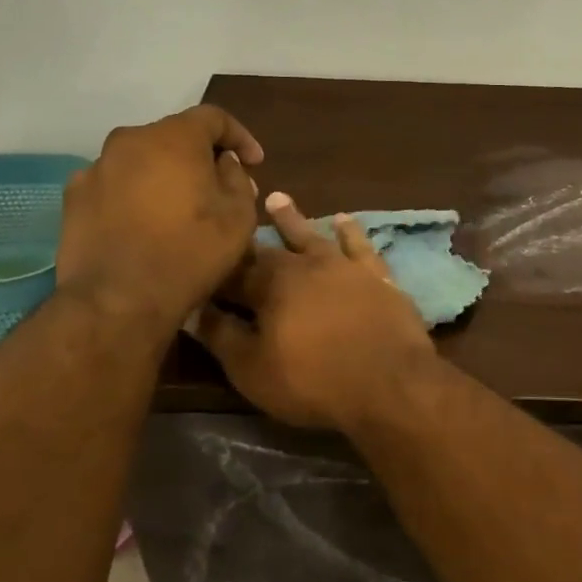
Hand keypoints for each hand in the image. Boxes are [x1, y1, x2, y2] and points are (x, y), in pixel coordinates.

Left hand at [56, 105, 262, 327]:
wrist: (117, 300)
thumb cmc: (190, 253)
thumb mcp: (238, 217)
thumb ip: (237, 179)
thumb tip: (224, 165)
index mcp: (174, 137)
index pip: (214, 118)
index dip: (240, 136)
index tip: (255, 163)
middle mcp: (130, 140)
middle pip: (174, 137)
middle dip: (200, 157)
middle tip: (219, 187)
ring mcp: (96, 167)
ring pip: (142, 160)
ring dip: (165, 175)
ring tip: (179, 208)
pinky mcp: (74, 197)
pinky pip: (115, 184)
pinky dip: (134, 195)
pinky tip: (144, 224)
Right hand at [197, 193, 436, 430]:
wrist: (389, 382)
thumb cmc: (312, 381)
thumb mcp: (252, 369)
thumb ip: (221, 335)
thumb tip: (192, 309)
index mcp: (270, 285)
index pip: (235, 271)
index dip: (218, 267)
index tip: (202, 255)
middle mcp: (306, 265)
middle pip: (271, 248)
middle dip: (250, 237)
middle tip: (236, 216)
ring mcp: (345, 267)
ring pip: (313, 236)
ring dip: (293, 220)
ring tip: (277, 199)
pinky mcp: (378, 276)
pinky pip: (360, 246)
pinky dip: (350, 232)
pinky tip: (344, 220)